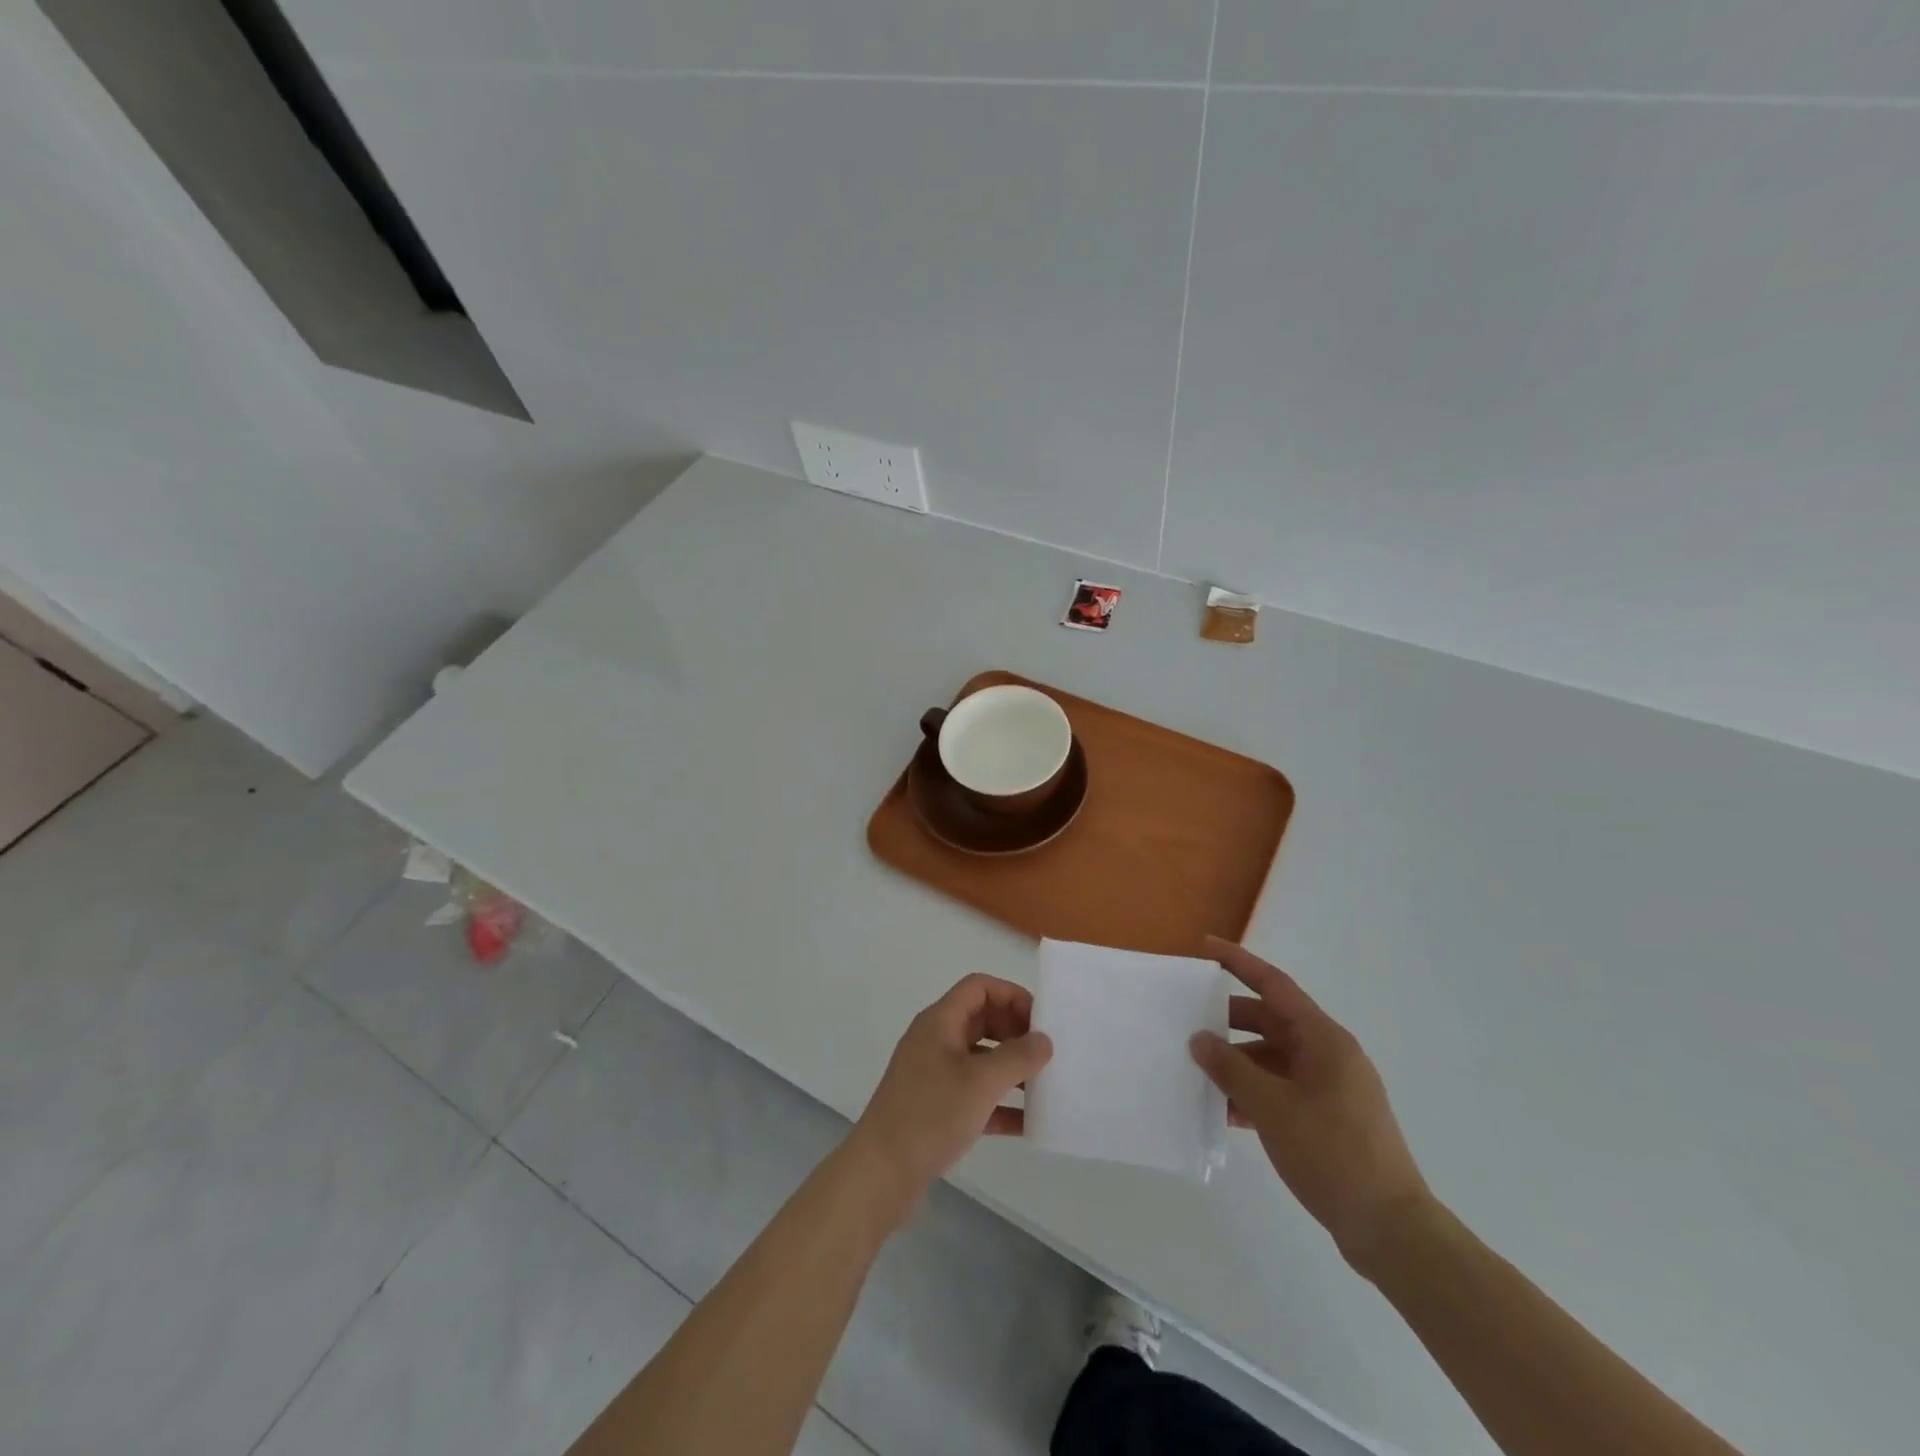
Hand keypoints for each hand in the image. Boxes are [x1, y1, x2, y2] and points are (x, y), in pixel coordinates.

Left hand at [848, 974, 1052, 1218]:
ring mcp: (933, 1075)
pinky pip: (975, 1094)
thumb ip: (1018, 1056)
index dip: (1011, 995)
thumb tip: (1044, 1040)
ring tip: (1044, 1086)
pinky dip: (999, 1103)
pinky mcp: (935, 1108)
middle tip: (1045, 1054)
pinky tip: (1028, 1124)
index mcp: (940, 1022)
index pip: (979, 987)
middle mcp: (935, 1041)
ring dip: (1011, 1068)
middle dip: (1015, 1032)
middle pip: (981, 1019)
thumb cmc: (930, 1115)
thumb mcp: (981, 1082)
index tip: (1040, 1022)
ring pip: (980, 1058)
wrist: (880, 1173)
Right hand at [1190, 937, 1432, 1273]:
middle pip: (1271, 1022)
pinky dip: (1254, 1093)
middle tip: (1189, 1023)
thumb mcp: (1272, 1107)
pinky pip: (1282, 1089)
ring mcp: (1331, 1088)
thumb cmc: (1332, 1154)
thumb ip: (1231, 1068)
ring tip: (1198, 1074)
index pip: (1275, 985)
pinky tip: (1224, 1111)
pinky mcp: (1328, 1119)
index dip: (1239, 963)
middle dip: (1229, 1022)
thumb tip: (1200, 1040)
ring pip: (1273, 1059)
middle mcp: (1329, 1055)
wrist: (1391, 1231)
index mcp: (1324, 1039)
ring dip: (1238, 1064)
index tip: (1206, 946)